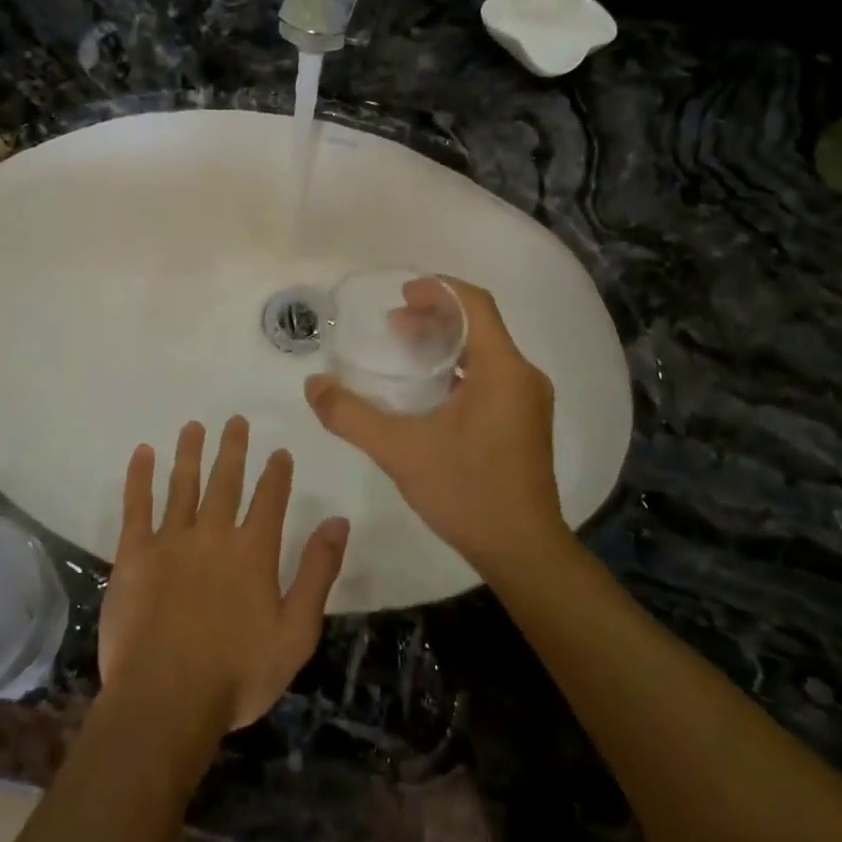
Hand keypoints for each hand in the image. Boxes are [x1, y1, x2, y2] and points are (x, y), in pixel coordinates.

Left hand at [98, 417, 349, 734]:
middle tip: (235, 420)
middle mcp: (214, 534)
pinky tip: (142, 453)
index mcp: (254, 551)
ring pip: (182, 484)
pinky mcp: (134, 554)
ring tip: (193, 425)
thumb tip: (337, 521)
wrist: (165, 700)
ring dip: (189, 452)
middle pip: (225, 480)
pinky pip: (136, 506)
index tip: (279, 452)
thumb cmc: (237, 674)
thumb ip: (318, 573)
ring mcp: (171, 540)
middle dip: (232, 448)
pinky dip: (139, 477)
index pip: (270, 498)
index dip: (276, 473)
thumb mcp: (296, 632)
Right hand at [305, 277, 564, 576]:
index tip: (401, 294)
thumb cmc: (466, 492)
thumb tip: (312, 384)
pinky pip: (491, 375)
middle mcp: (523, 376)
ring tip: (404, 351)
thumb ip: (351, 415)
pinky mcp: (525, 421)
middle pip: (479, 325)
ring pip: (486, 351)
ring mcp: (528, 401)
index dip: (438, 290)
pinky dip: (458, 368)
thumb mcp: (400, 450)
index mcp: (503, 370)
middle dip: (435, 316)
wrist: (523, 551)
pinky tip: (429, 391)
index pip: (475, 304)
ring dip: (445, 343)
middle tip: (393, 325)